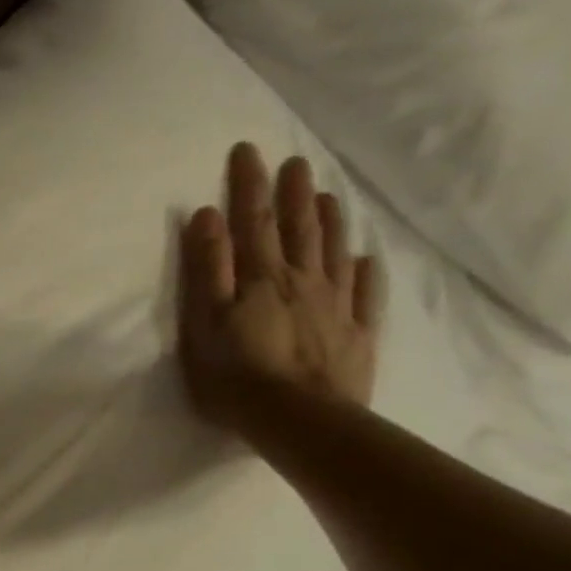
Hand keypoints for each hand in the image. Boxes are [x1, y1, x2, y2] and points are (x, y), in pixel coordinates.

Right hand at [178, 143, 379, 432]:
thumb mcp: (205, 321)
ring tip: (326, 196)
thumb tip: (208, 215)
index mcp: (262, 277)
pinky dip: (365, 271)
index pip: (254, 220)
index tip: (248, 149)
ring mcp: (335, 306)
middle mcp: (303, 281)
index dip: (249, 184)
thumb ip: (208, 268)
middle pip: (298, 229)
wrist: (301, 421)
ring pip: (334, 252)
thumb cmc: (237, 375)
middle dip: (293, 193)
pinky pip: (365, 293)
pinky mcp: (356, 334)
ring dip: (329, 221)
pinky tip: (365, 259)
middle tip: (295, 162)